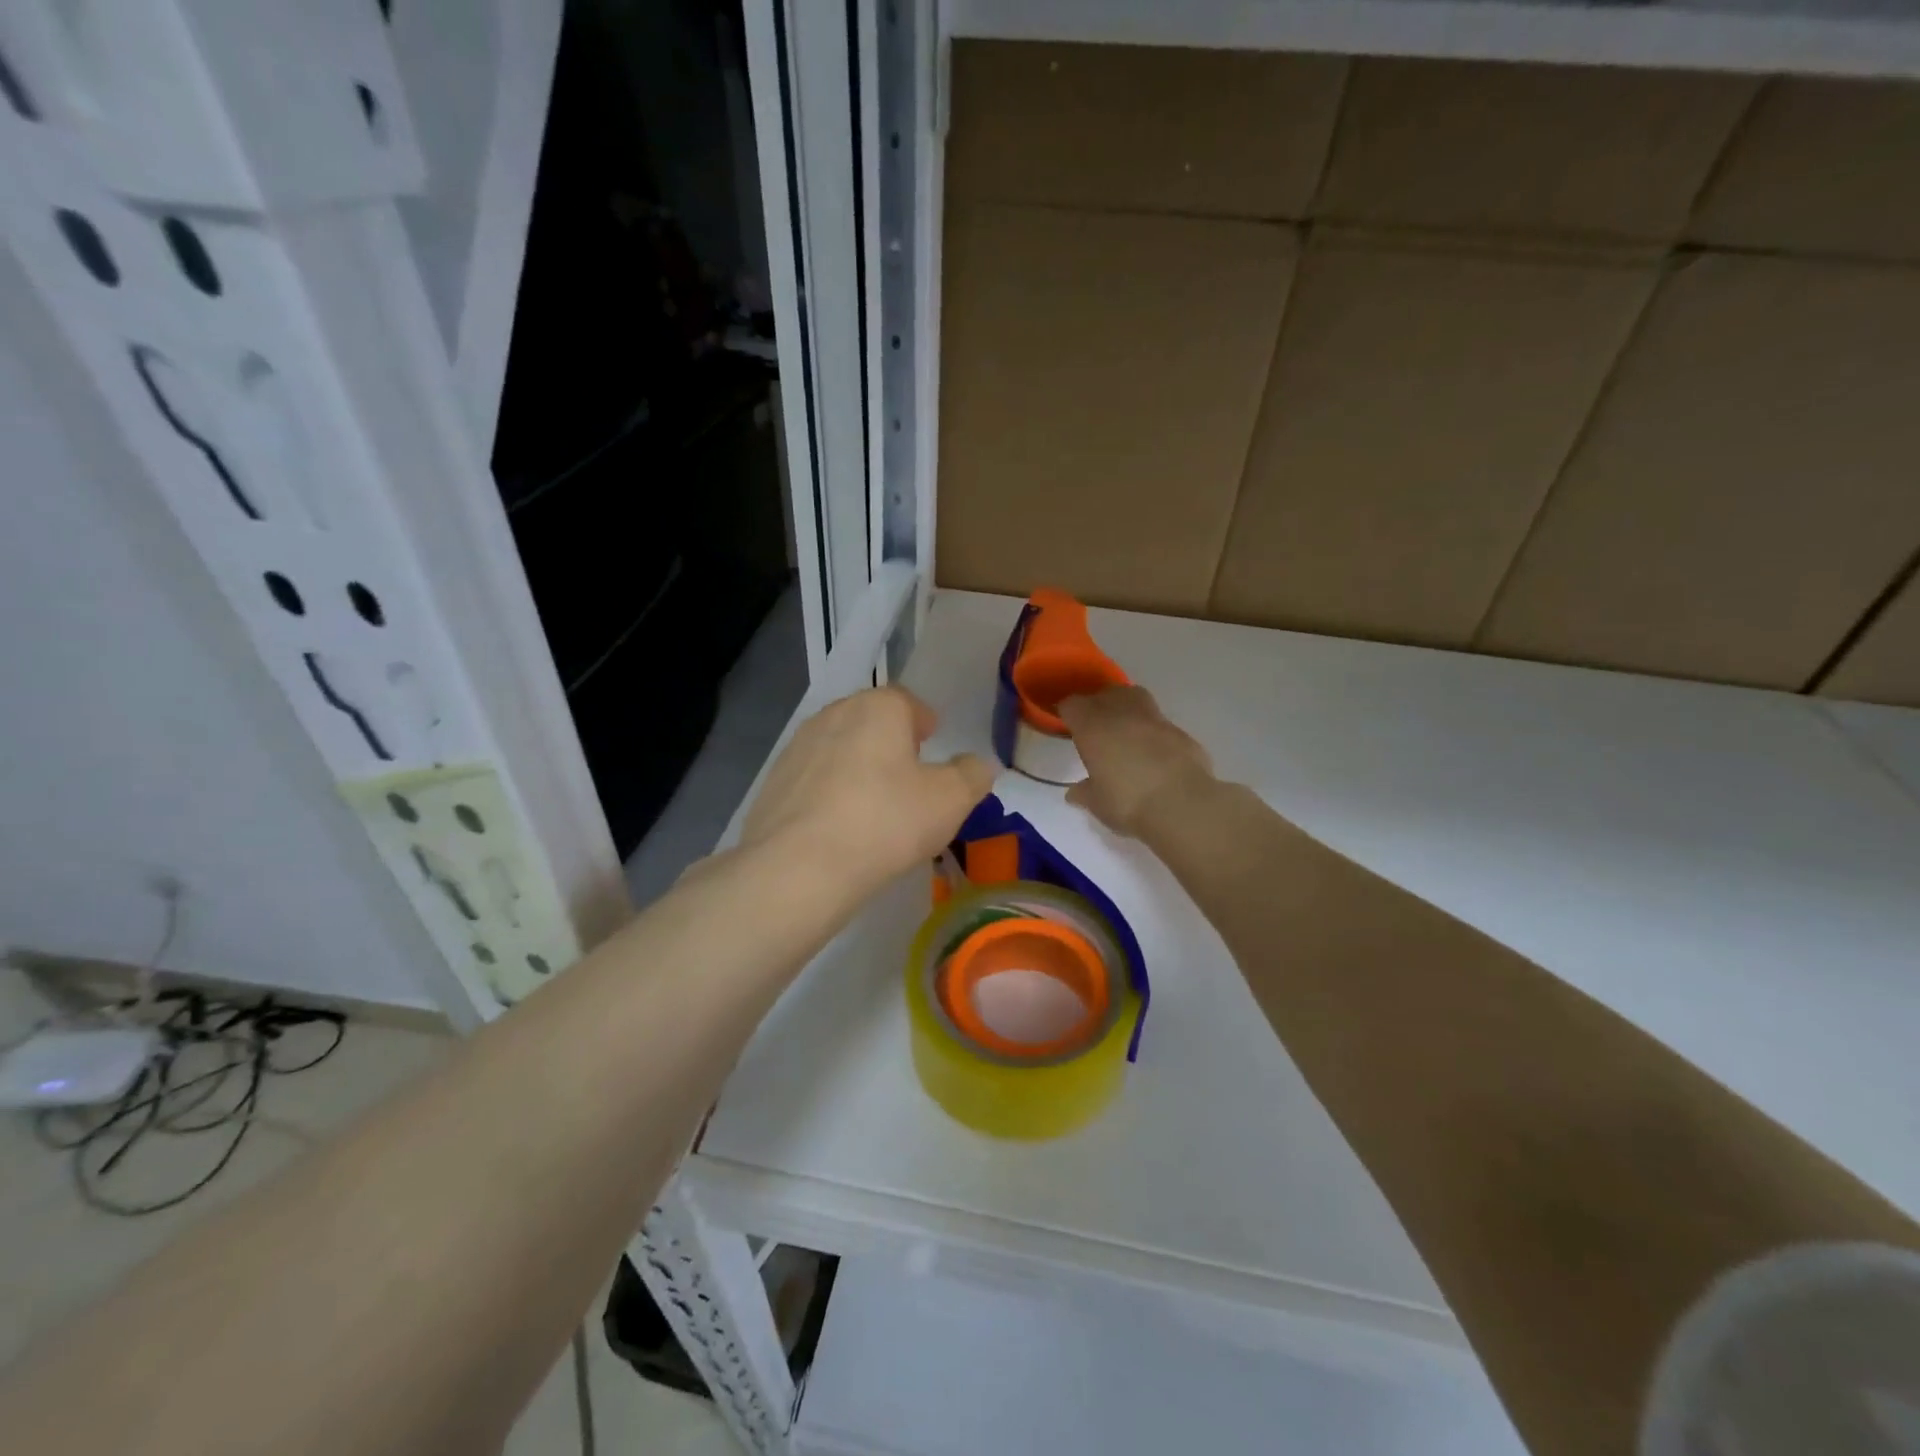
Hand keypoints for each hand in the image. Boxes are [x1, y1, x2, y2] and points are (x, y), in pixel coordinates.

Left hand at [740, 687, 995, 895]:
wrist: (799, 868)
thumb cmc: (886, 823)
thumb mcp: (950, 801)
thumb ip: (971, 775)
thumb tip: (979, 764)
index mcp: (878, 708)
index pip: (907, 701)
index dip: (923, 722)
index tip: (931, 744)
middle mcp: (834, 714)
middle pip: (870, 721)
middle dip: (890, 742)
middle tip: (908, 776)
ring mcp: (797, 747)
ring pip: (839, 748)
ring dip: (857, 766)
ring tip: (873, 805)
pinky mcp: (774, 782)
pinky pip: (813, 779)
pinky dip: (829, 792)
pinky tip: (838, 826)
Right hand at [1058, 686, 1214, 838]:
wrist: (1182, 804)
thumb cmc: (1128, 802)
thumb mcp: (1097, 804)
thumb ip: (1084, 793)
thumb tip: (1074, 793)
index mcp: (1093, 727)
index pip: (1072, 705)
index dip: (1068, 712)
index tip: (1067, 725)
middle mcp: (1122, 714)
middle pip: (1105, 693)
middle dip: (1098, 704)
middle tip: (1096, 726)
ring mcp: (1155, 719)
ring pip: (1136, 697)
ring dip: (1127, 707)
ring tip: (1124, 730)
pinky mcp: (1180, 731)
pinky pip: (1160, 723)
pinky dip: (1152, 731)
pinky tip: (1153, 752)